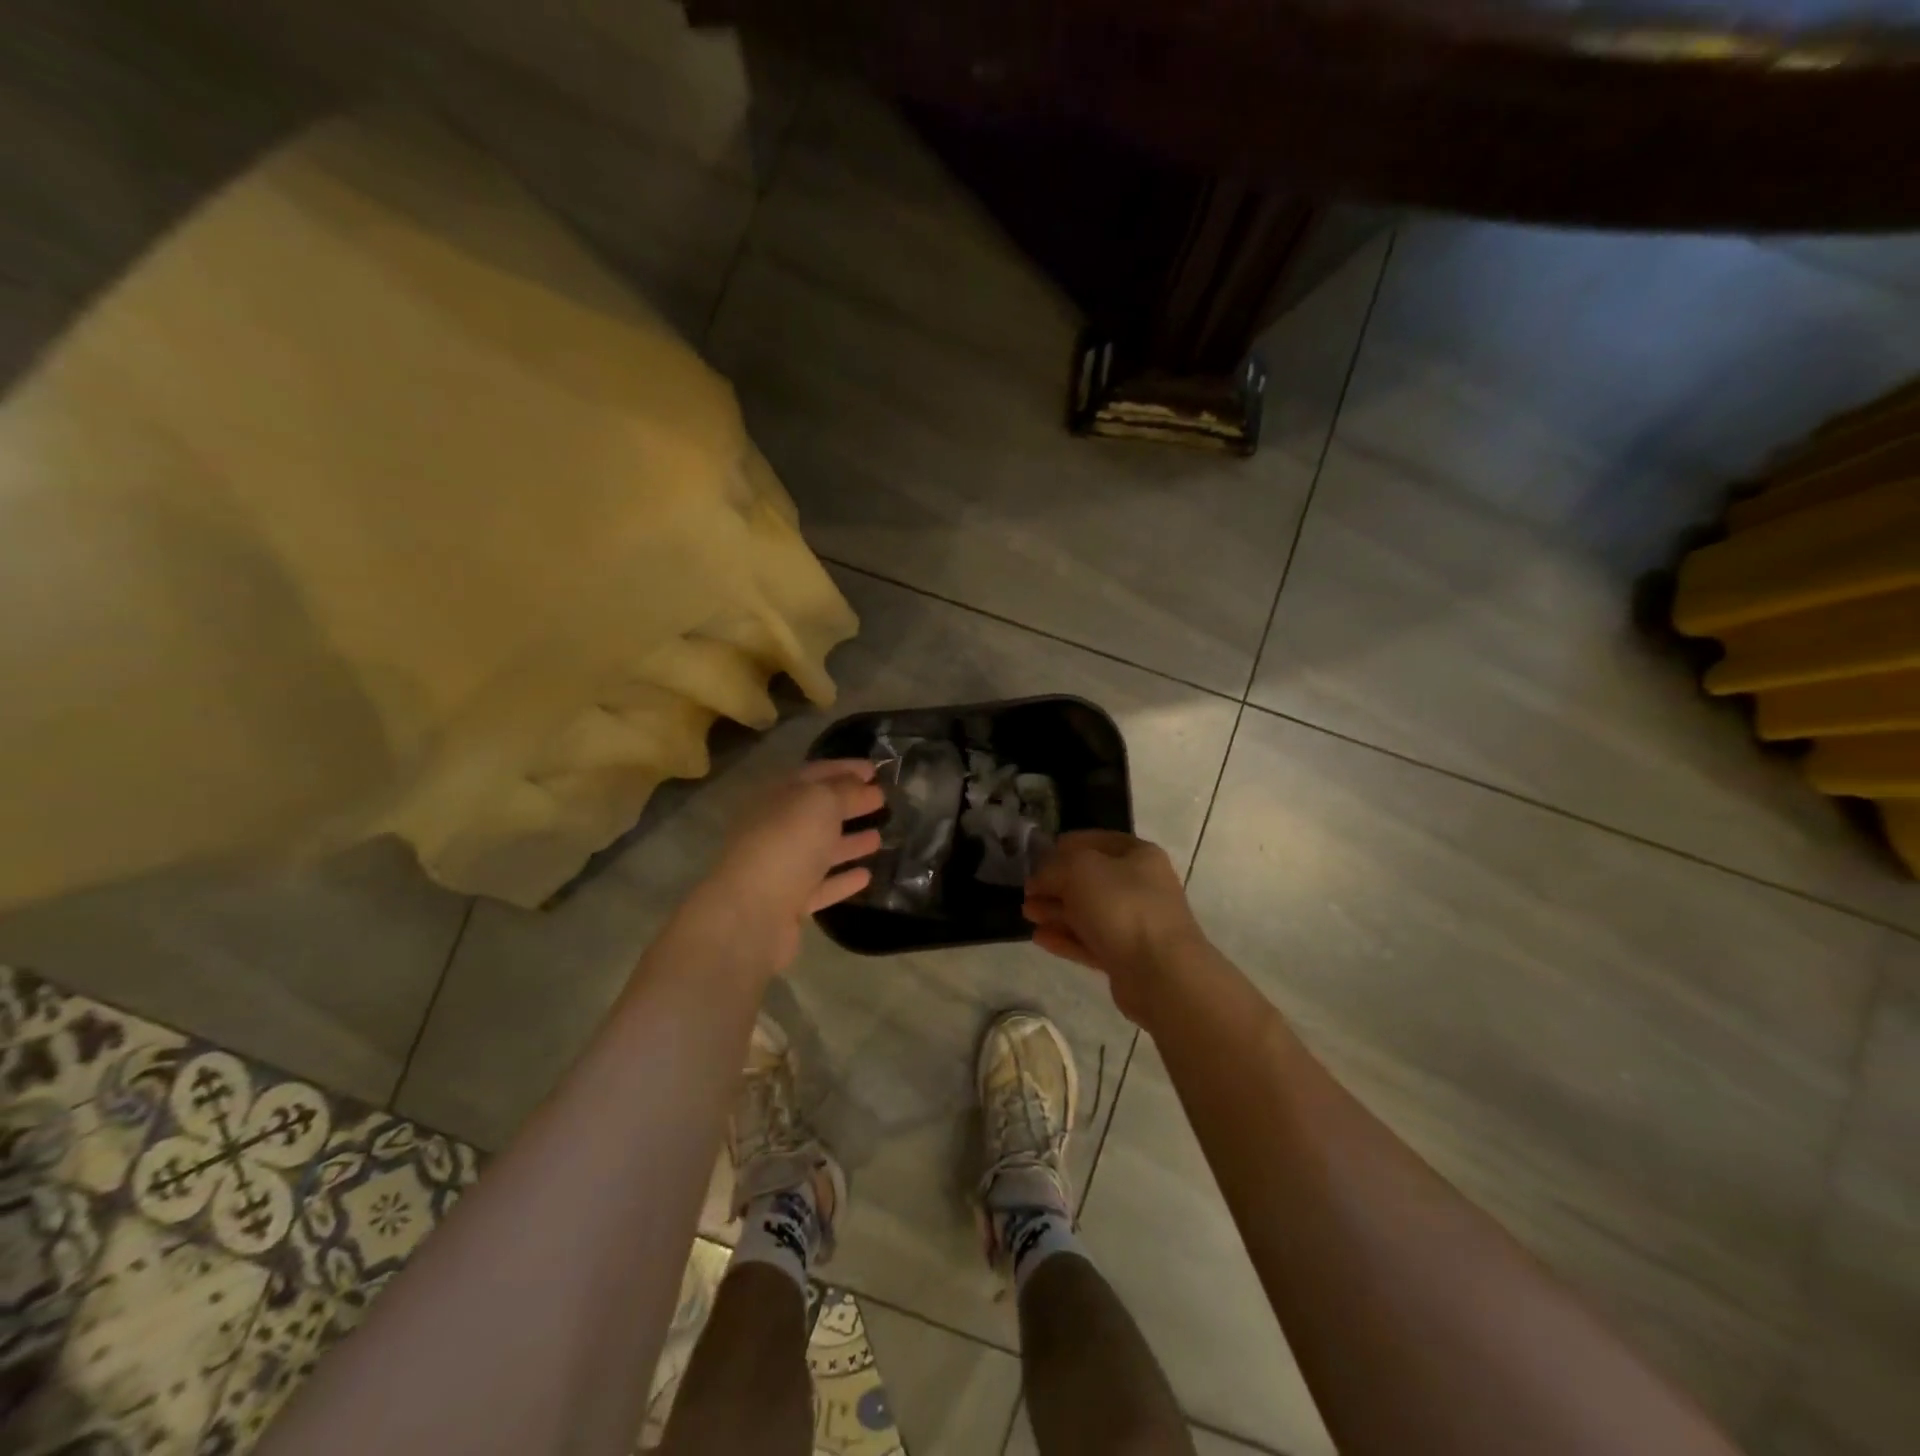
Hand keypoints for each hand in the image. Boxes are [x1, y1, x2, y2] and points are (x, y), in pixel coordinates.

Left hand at [690, 760, 884, 972]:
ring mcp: (781, 868)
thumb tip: (862, 785)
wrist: (751, 913)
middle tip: (883, 800)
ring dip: (849, 842)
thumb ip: (844, 790)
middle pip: (817, 812)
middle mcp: (776, 829)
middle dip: (850, 804)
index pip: (815, 774)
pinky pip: (822, 886)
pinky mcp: (790, 904)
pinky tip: (867, 876)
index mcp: (777, 797)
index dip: (845, 769)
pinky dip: (843, 879)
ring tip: (880, 836)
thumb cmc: (787, 844)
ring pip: (820, 850)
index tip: (876, 770)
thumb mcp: (820, 802)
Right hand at [1023, 830, 1206, 1026]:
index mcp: (1138, 855)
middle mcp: (1140, 886)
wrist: (1161, 972)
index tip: (1036, 857)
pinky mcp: (1127, 957)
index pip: (1095, 840)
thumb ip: (1053, 867)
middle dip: (1055, 883)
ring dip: (1056, 911)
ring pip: (1088, 912)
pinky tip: (1039, 938)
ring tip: (1027, 914)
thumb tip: (1040, 878)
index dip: (1064, 846)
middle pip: (1089, 879)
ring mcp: (1135, 923)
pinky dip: (1065, 938)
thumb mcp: (1079, 870)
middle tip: (1027, 892)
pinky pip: (1090, 941)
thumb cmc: (1121, 906)